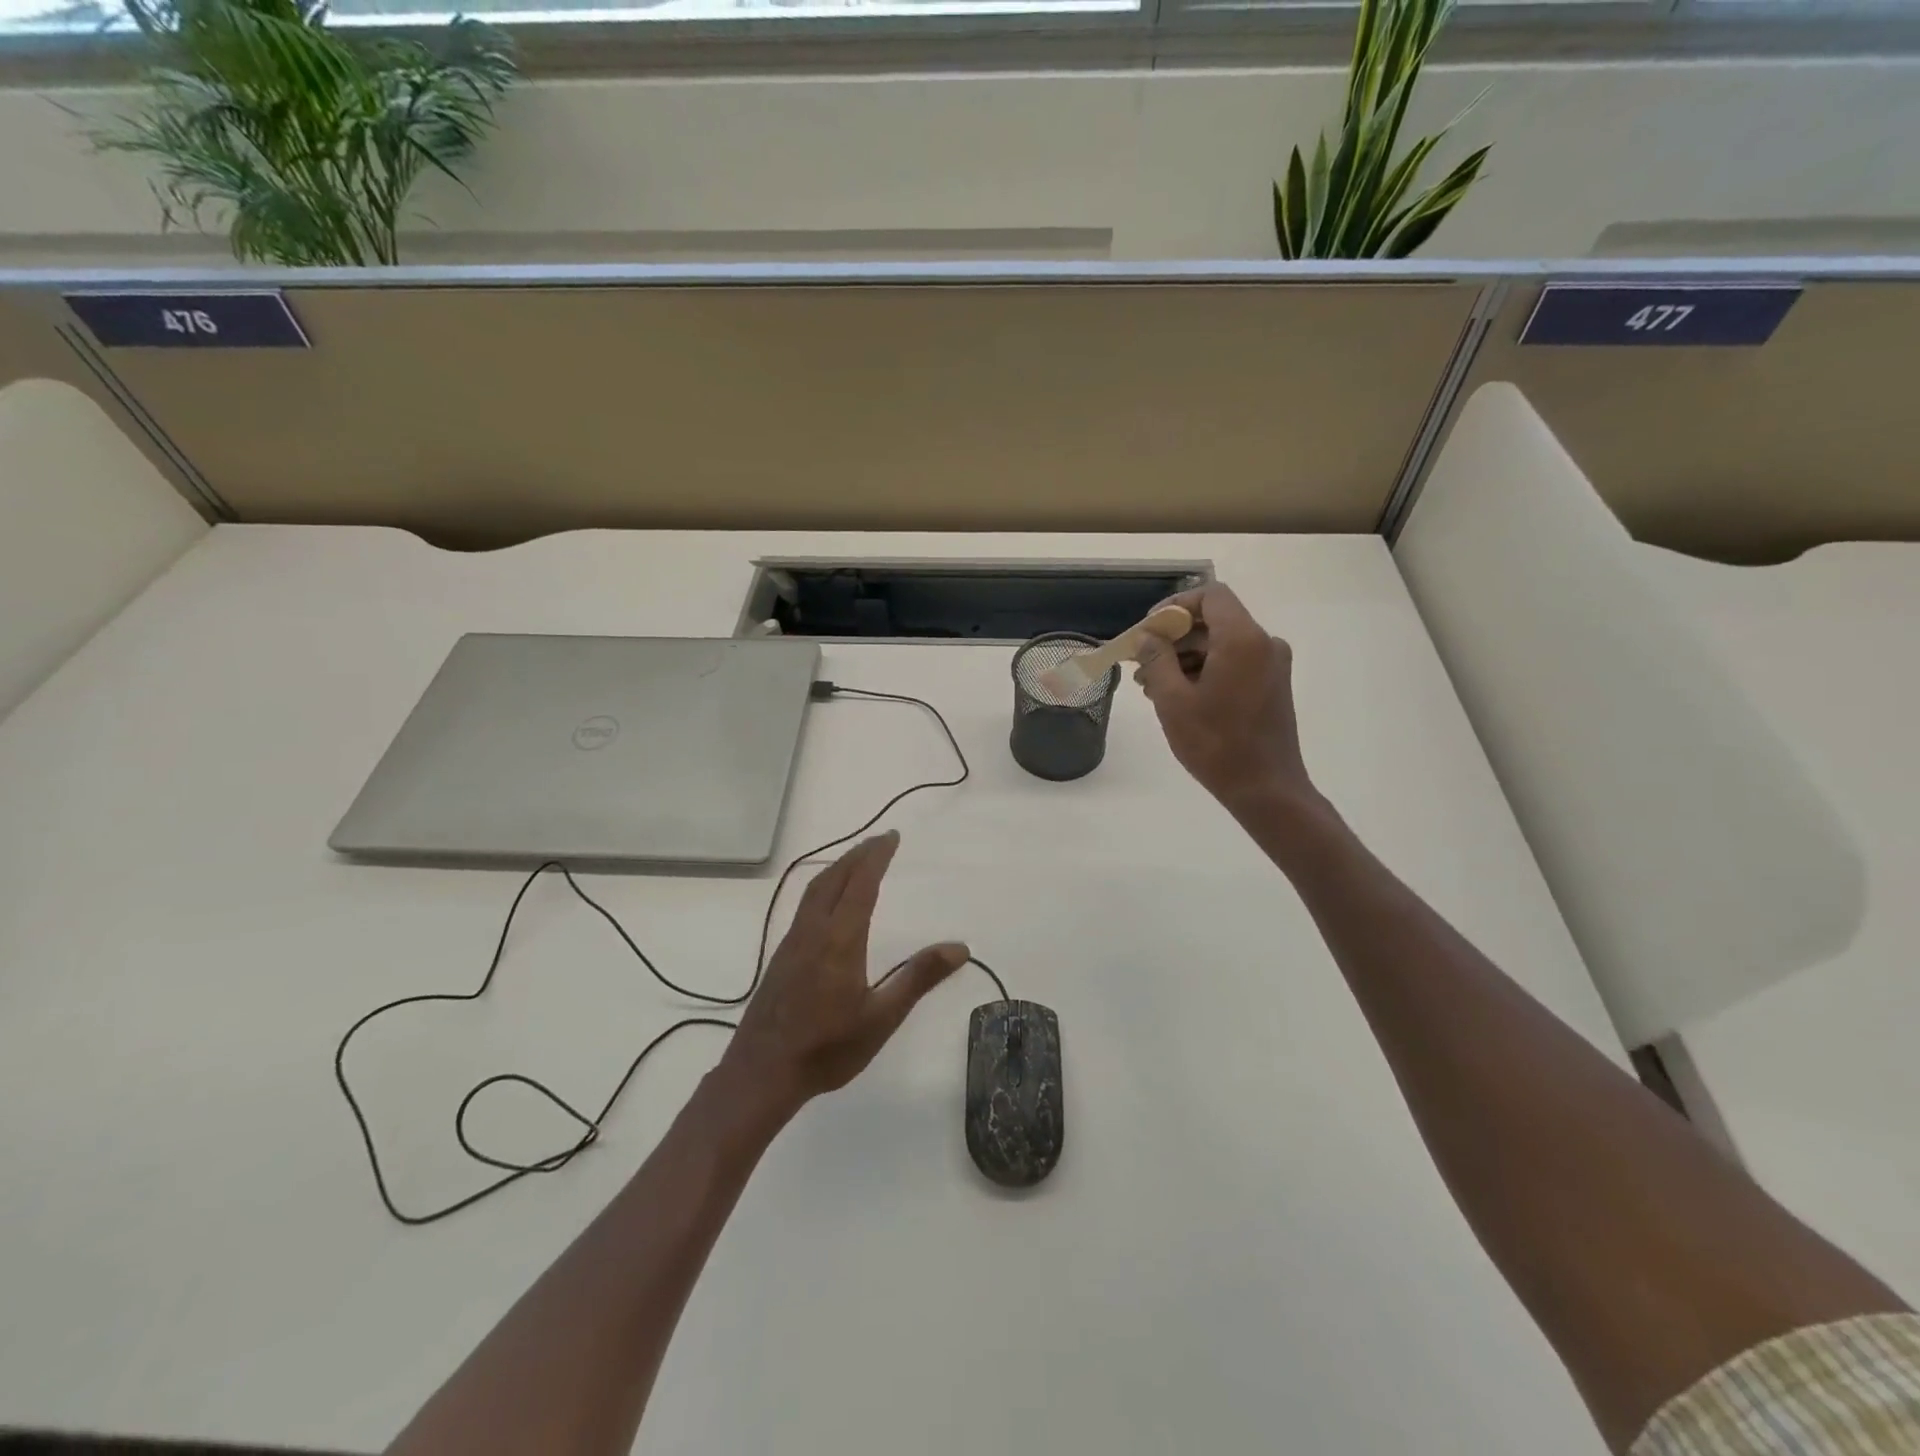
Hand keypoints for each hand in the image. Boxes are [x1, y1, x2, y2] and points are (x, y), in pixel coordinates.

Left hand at [721, 831, 967, 1112]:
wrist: (762, 1072)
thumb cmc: (828, 1047)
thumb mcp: (882, 1017)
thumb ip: (919, 978)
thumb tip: (960, 947)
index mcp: (840, 938)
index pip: (861, 884)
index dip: (876, 856)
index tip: (891, 836)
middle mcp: (813, 930)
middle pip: (834, 878)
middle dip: (858, 854)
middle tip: (880, 840)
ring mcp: (792, 942)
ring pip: (814, 889)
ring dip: (838, 867)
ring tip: (857, 861)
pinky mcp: (781, 956)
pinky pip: (805, 905)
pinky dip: (823, 886)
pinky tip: (828, 902)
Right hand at [1135, 582, 1314, 812]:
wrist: (1266, 789)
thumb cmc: (1216, 744)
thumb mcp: (1173, 701)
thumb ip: (1157, 660)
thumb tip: (1147, 637)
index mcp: (1242, 639)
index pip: (1210, 595)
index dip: (1175, 605)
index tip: (1148, 630)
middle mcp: (1264, 643)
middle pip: (1215, 620)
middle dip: (1175, 636)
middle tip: (1141, 662)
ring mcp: (1272, 665)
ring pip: (1222, 643)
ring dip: (1186, 656)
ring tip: (1152, 686)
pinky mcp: (1272, 685)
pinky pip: (1235, 662)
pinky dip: (1206, 670)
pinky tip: (1179, 695)